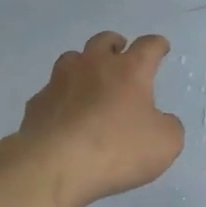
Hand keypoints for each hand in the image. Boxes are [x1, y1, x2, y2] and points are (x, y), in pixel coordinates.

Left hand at [13, 31, 185, 206]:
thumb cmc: (116, 149)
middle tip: (120, 53)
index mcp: (129, 70)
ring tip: (89, 80)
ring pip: (73, 59)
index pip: (148, 46)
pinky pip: (52, 91)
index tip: (161, 47)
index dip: (157, 45)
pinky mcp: (37, 103)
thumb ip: (168, 127)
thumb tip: (161, 121)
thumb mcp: (165, 144)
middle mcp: (94, 65)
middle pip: (104, 41)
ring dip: (84, 64)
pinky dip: (61, 97)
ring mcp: (60, 81)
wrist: (54, 165)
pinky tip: (64, 113)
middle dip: (115, 44)